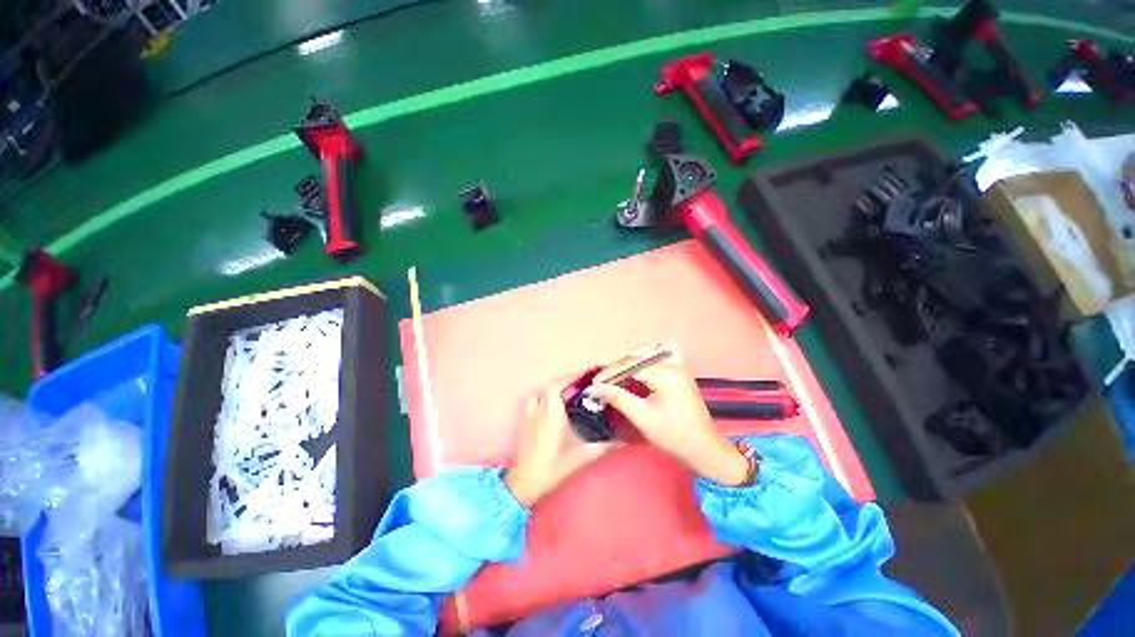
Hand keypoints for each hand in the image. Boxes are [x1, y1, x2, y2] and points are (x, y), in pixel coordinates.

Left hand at [505, 376, 622, 506]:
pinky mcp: (526, 420)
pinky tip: (553, 406)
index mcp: (553, 410)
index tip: (587, 376)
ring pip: (543, 391)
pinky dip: (544, 397)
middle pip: (552, 384)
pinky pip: (535, 400)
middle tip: (584, 386)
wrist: (528, 481)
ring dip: (556, 388)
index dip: (572, 376)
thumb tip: (623, 440)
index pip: (559, 383)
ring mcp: (531, 413)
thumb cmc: (555, 465)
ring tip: (570, 394)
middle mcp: (540, 407)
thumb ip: (605, 446)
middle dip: (568, 381)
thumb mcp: (584, 454)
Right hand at [586, 344, 749, 485]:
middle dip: (621, 364)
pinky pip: (663, 354)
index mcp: (665, 373)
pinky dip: (650, 358)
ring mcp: (679, 366)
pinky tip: (642, 371)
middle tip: (608, 381)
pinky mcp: (680, 372)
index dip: (609, 373)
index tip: (593, 384)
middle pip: (640, 352)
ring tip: (624, 373)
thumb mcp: (641, 417)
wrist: (704, 449)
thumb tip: (593, 388)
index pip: (630, 364)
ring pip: (654, 348)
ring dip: (637, 356)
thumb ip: (617, 397)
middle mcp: (673, 364)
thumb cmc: (673, 435)